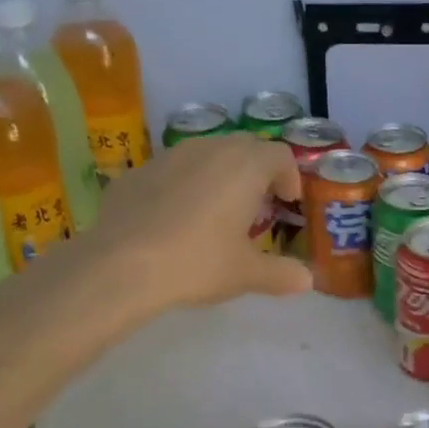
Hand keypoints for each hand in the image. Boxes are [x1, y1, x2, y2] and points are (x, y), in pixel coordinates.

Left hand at [80, 132, 311, 311]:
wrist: (121, 266)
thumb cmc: (198, 262)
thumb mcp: (246, 274)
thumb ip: (281, 274)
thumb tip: (307, 280)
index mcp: (245, 166)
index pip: (280, 155)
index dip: (290, 177)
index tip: (288, 203)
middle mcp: (210, 150)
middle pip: (245, 146)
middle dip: (258, 171)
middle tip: (258, 205)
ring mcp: (169, 156)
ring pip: (206, 153)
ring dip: (221, 174)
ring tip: (218, 210)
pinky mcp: (137, 172)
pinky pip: (173, 170)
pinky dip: (185, 185)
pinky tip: (176, 219)